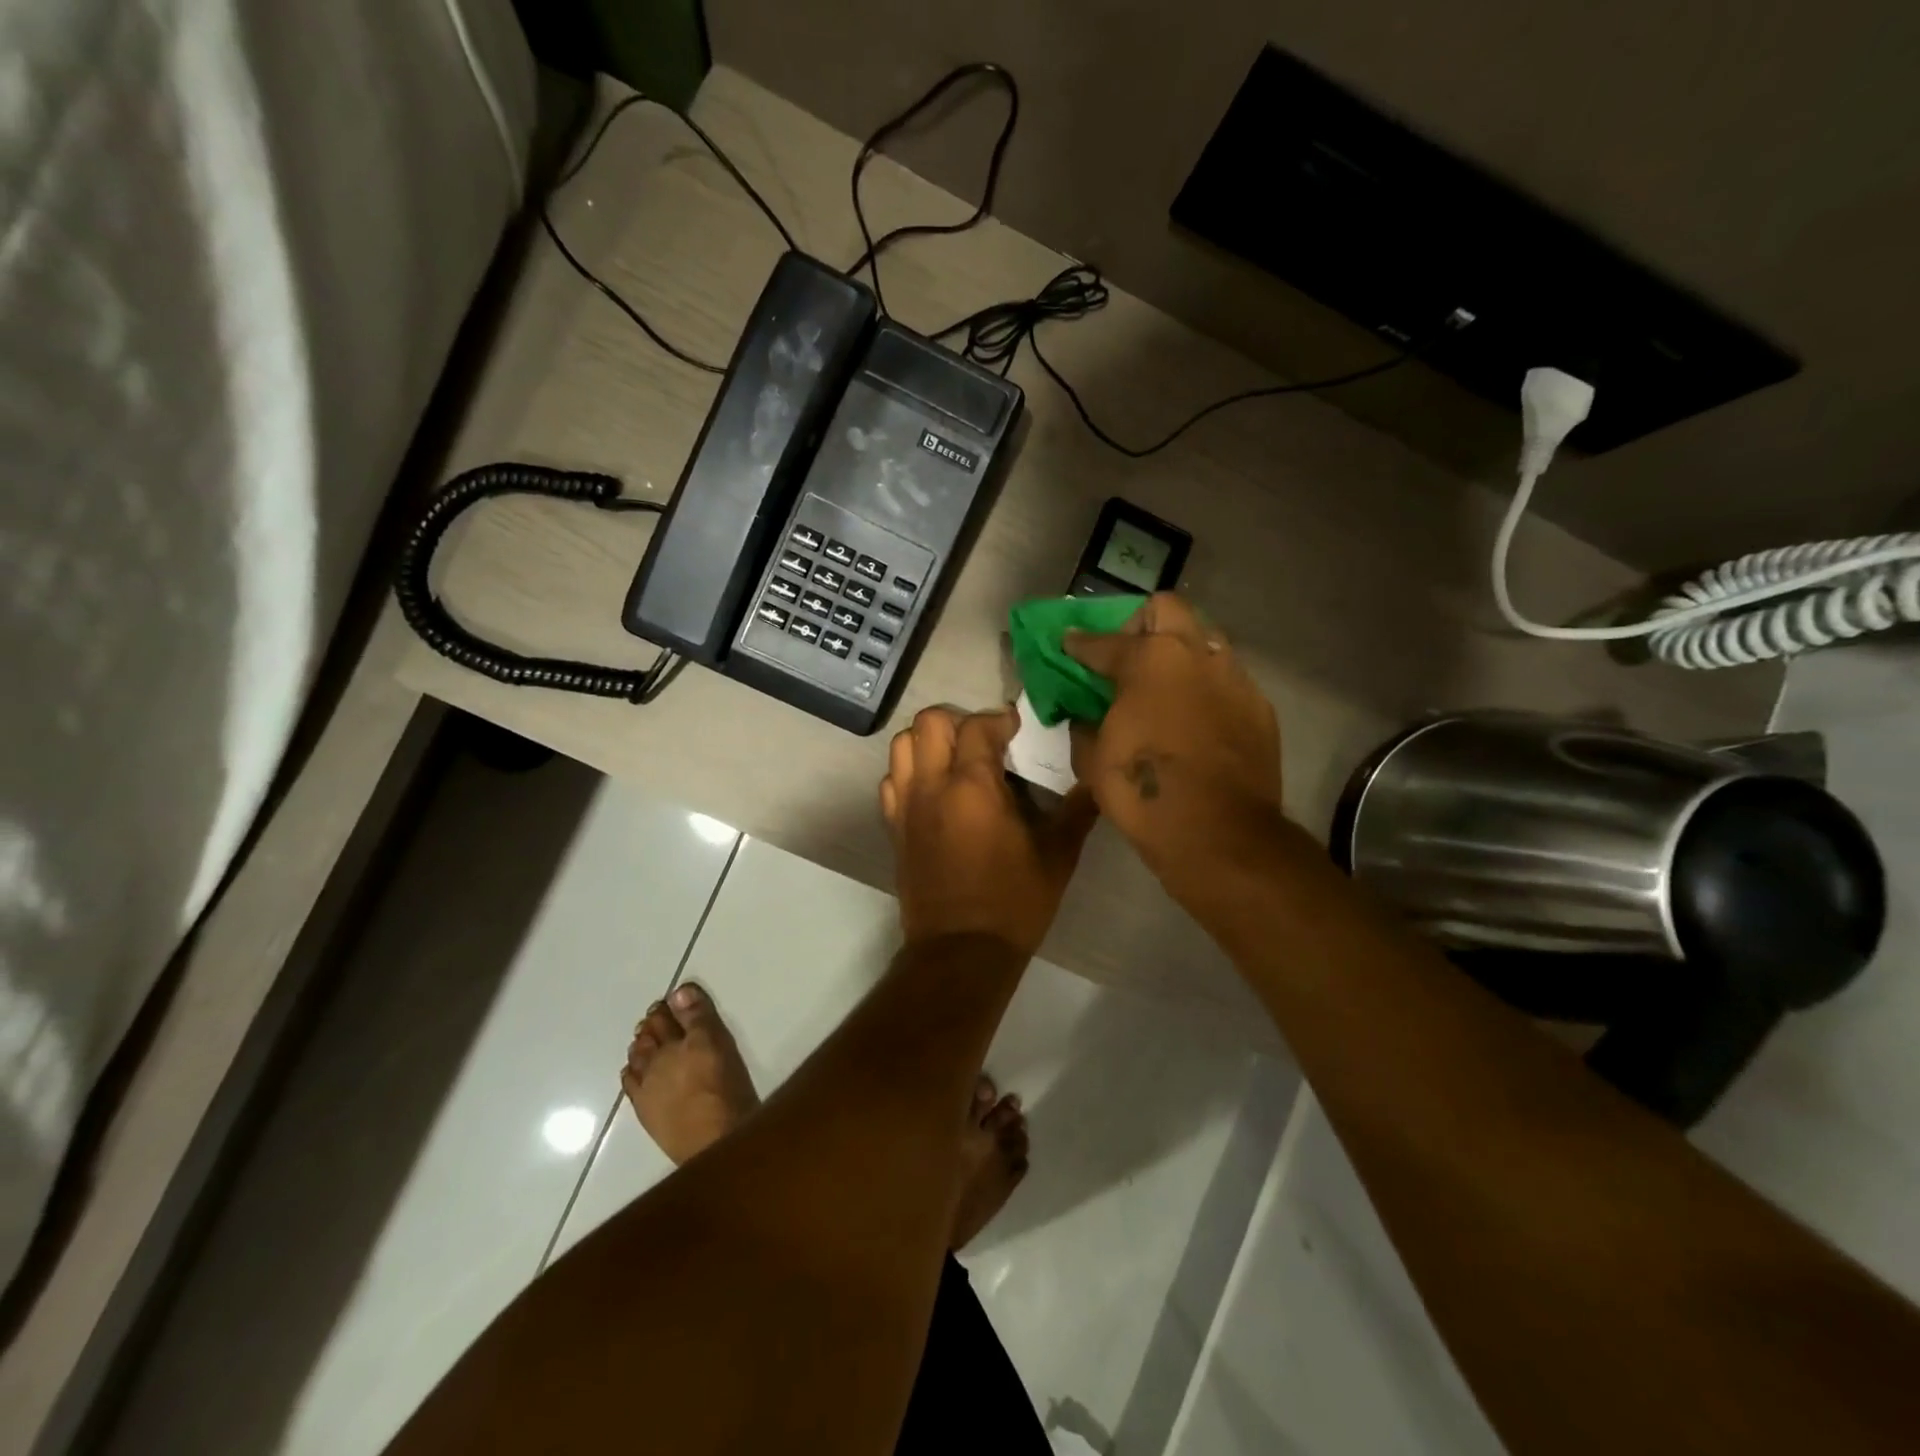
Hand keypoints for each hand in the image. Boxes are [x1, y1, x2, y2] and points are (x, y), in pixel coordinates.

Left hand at [880, 705, 1098, 956]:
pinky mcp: (894, 828)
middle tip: (984, 741)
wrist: (961, 952)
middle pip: (928, 722)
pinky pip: (891, 781)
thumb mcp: (1056, 856)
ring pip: (902, 746)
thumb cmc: (1013, 902)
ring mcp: (906, 807)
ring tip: (956, 760)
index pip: (977, 726)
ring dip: (928, 742)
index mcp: (972, 787)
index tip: (1017, 728)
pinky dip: (909, 773)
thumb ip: (1076, 811)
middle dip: (957, 720)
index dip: (999, 719)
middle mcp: (931, 787)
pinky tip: (934, 791)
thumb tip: (1096, 779)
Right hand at [1066, 593, 1282, 879]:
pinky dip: (1205, 689)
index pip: (1104, 641)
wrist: (1219, 834)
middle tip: (1127, 656)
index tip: (1070, 643)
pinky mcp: (1259, 708)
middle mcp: (1196, 655)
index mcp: (1149, 660)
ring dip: (1180, 653)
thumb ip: (1085, 727)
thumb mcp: (1093, 761)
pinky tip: (1195, 721)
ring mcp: (1234, 679)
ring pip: (1205, 640)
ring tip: (1164, 686)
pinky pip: (1227, 681)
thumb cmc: (1144, 791)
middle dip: (1140, 624)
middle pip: (1167, 608)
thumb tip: (1085, 718)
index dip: (1080, 642)